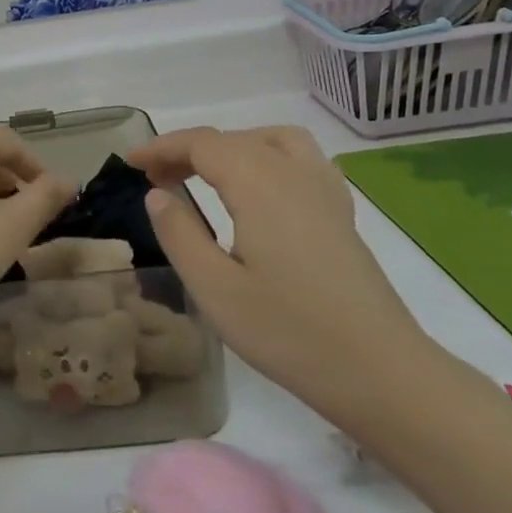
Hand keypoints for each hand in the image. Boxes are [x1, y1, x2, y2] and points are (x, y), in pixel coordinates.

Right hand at [129, 126, 434, 418]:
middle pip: (234, 139)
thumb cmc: (288, 332)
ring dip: (231, 146)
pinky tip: (257, 191)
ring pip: (272, 141)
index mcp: (259, 186)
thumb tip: (158, 194)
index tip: (131, 163)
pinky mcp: (341, 214)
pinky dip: (267, 157)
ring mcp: (325, 192)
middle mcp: (294, 175)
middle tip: (155, 178)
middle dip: (188, 149)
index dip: (162, 147)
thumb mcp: (214, 288)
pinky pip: (301, 160)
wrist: (381, 373)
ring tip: (205, 174)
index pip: (202, 144)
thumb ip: (179, 233)